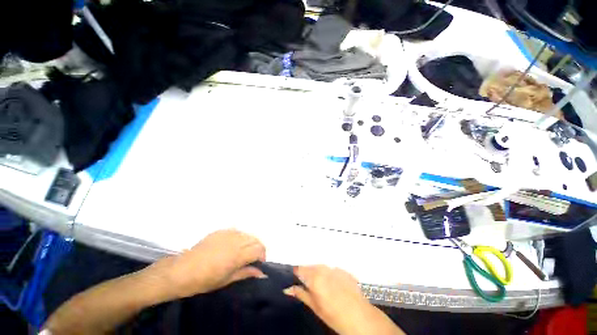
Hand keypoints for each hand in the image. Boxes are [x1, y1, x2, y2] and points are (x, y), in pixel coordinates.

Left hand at [146, 229, 265, 298]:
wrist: (182, 271)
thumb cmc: (204, 280)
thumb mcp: (227, 280)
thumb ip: (246, 273)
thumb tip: (262, 273)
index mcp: (237, 255)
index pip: (259, 249)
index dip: (262, 256)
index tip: (259, 264)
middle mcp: (235, 241)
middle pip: (255, 239)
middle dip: (258, 248)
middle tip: (253, 258)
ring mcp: (228, 234)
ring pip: (247, 234)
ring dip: (249, 242)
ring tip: (243, 252)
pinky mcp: (220, 231)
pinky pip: (236, 231)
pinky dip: (240, 237)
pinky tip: (233, 245)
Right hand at [284, 265, 403, 334]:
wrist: (359, 316)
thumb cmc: (334, 315)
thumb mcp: (315, 306)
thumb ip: (301, 294)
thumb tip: (287, 289)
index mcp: (315, 277)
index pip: (300, 268)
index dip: (296, 272)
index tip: (293, 276)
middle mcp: (324, 269)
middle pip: (311, 266)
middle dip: (307, 272)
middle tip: (306, 283)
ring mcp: (335, 268)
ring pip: (321, 266)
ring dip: (317, 272)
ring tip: (320, 284)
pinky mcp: (344, 270)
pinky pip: (332, 269)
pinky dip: (329, 273)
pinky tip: (332, 284)